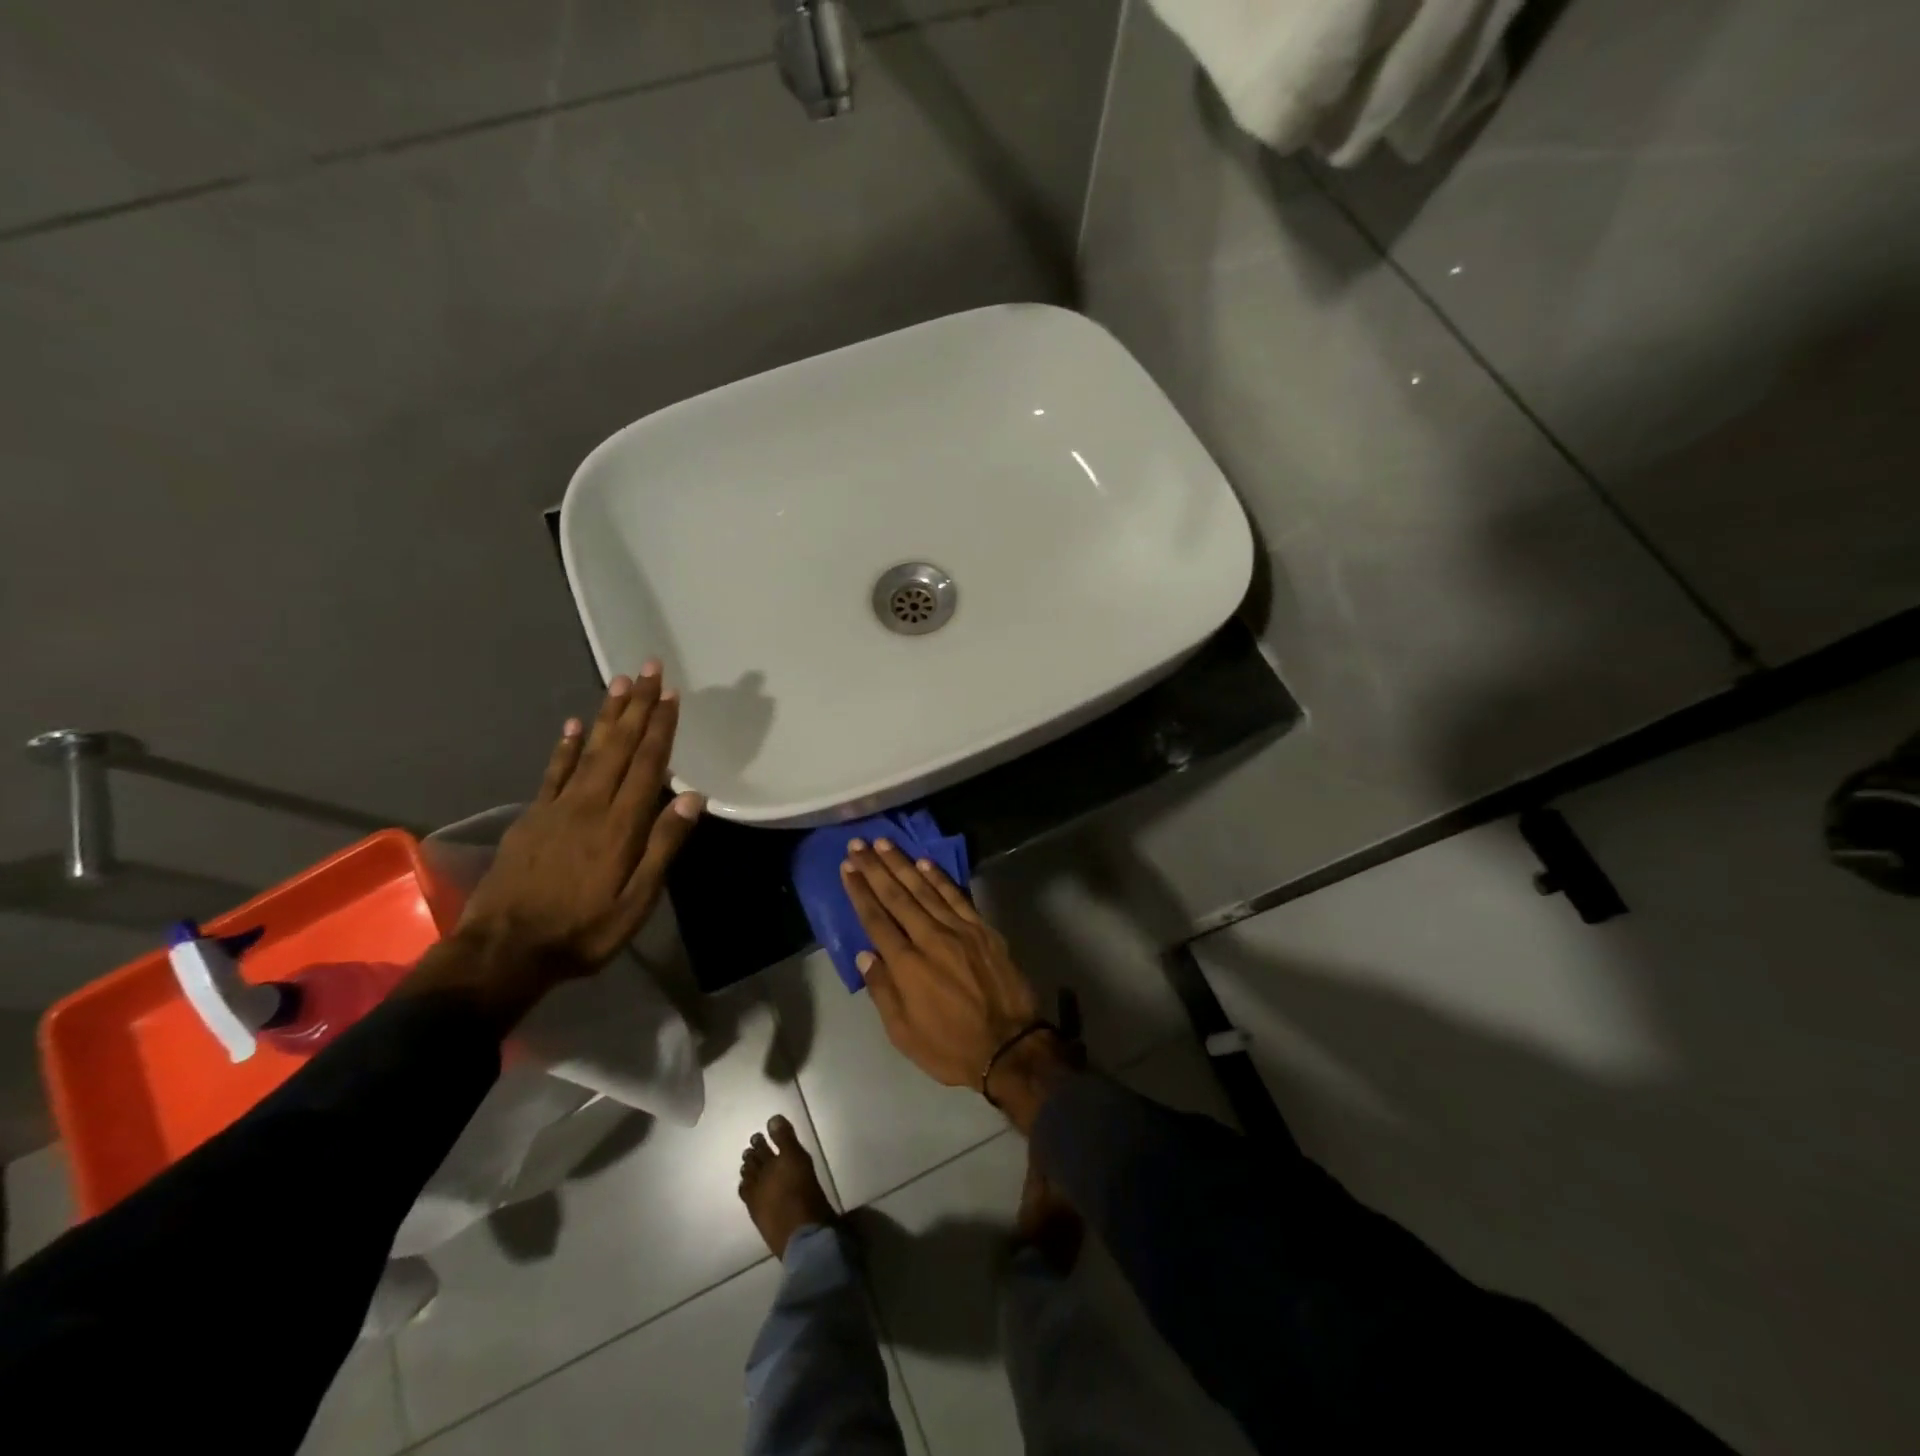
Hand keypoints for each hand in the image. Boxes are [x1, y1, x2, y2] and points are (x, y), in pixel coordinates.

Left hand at [442, 664, 702, 1010]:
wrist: (505, 951)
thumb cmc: (583, 931)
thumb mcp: (636, 901)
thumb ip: (663, 847)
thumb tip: (692, 798)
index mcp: (620, 825)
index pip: (647, 765)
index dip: (660, 728)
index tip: (671, 695)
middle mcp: (590, 805)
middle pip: (619, 747)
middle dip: (637, 706)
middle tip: (648, 668)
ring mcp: (557, 808)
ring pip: (589, 750)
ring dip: (607, 715)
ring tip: (619, 683)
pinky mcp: (533, 818)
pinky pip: (553, 772)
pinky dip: (565, 746)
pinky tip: (572, 725)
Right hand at [839, 839, 1039, 1088]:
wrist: (1010, 1047)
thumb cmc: (950, 1047)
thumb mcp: (903, 1033)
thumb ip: (882, 990)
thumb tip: (865, 954)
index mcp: (906, 965)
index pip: (876, 919)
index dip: (859, 891)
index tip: (847, 867)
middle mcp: (929, 938)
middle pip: (897, 896)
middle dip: (875, 868)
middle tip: (858, 844)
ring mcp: (959, 930)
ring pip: (925, 889)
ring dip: (902, 864)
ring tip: (884, 843)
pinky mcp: (983, 929)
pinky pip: (957, 896)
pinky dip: (939, 878)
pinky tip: (925, 862)